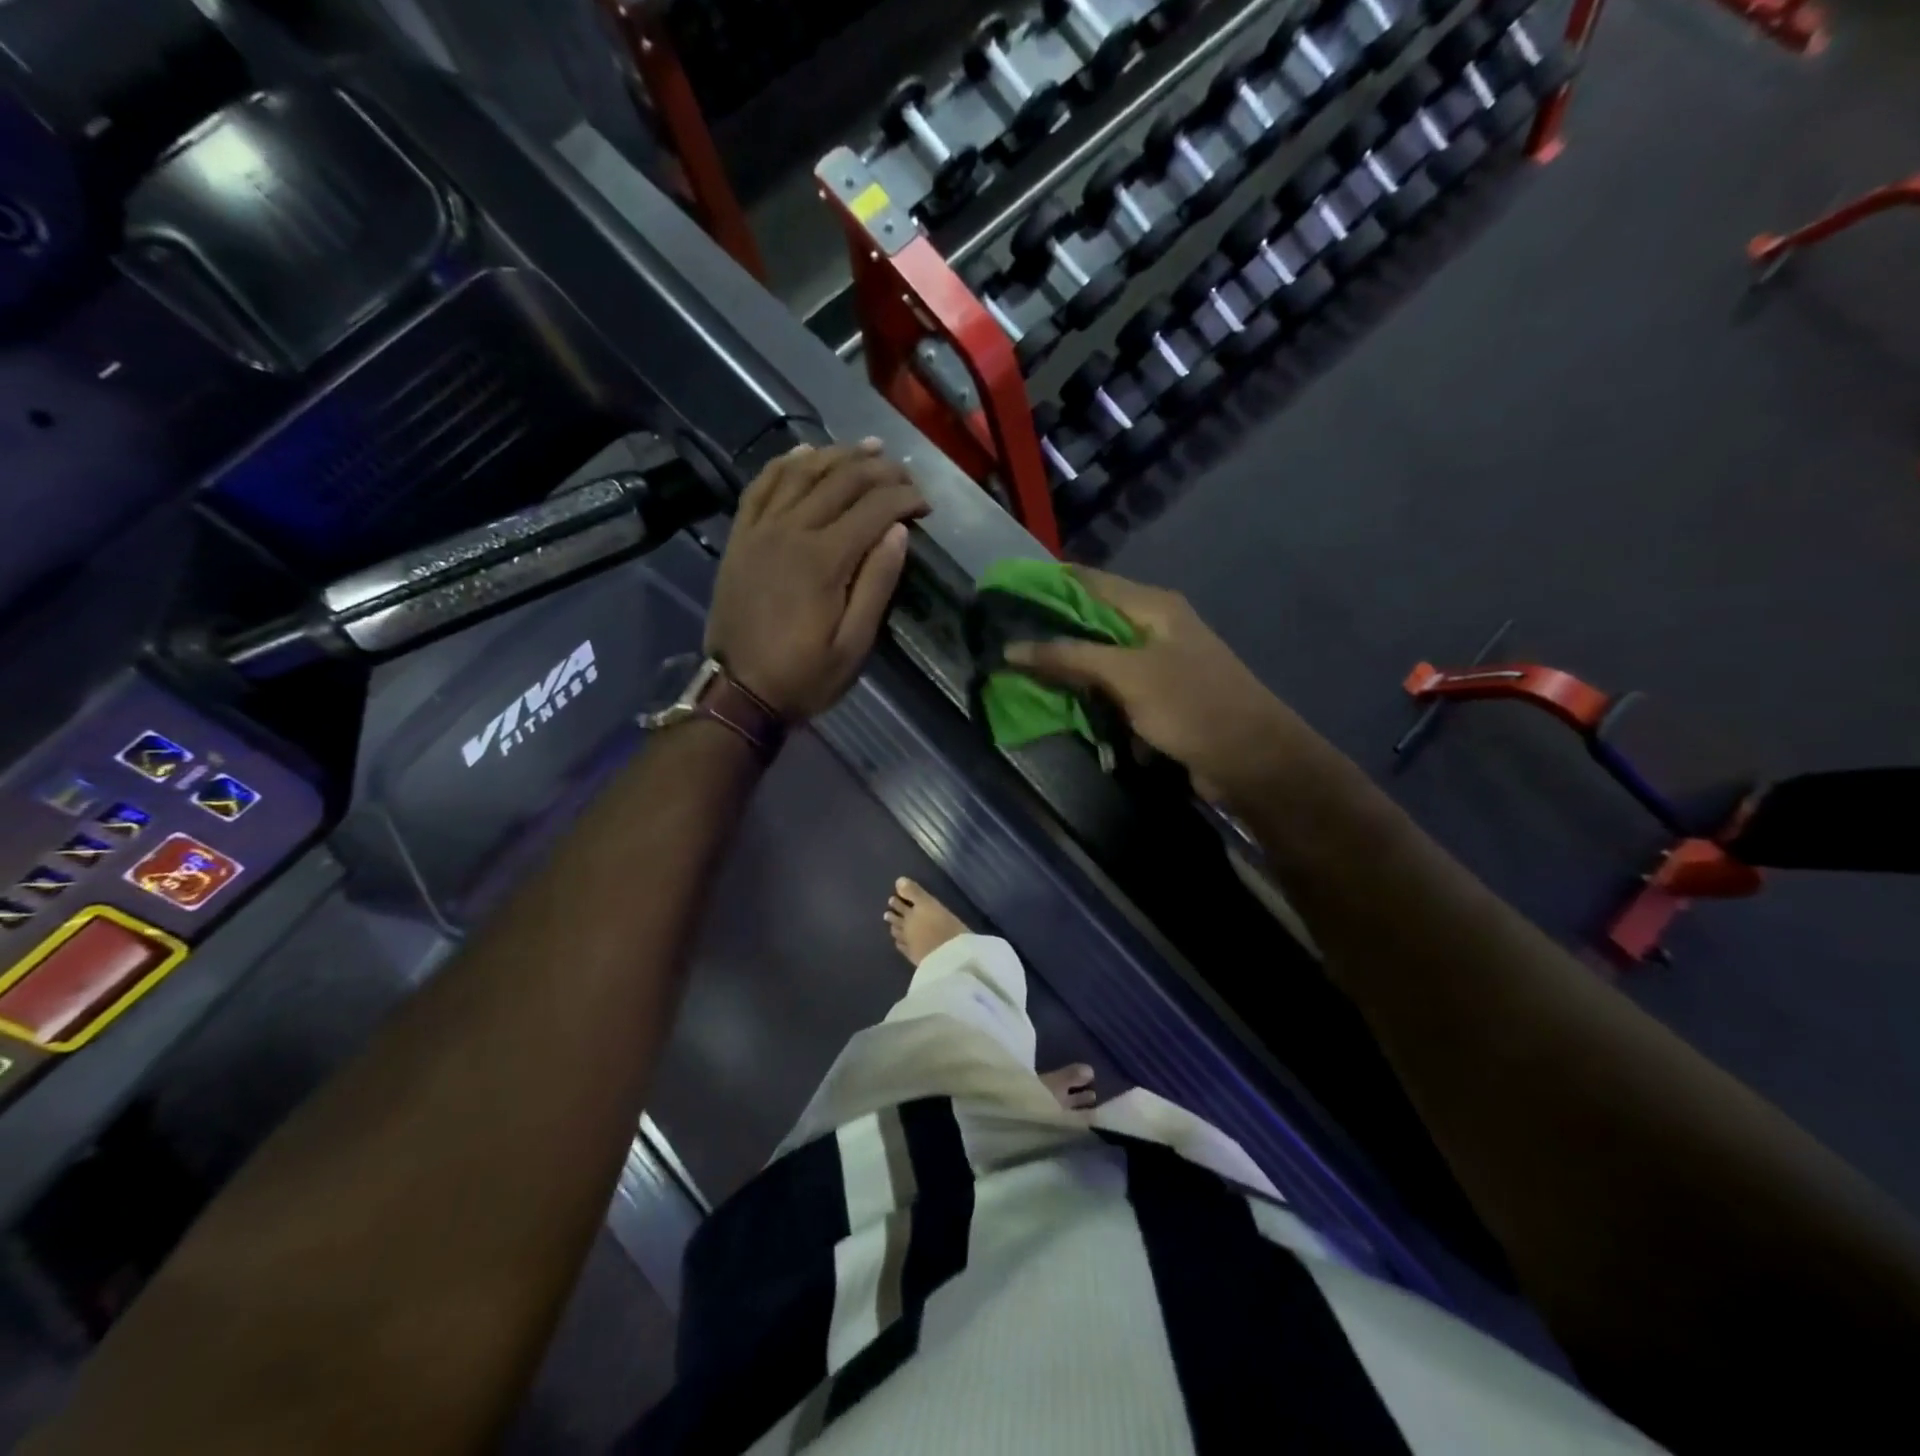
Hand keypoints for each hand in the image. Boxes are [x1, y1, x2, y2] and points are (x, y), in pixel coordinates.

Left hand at [706, 441, 927, 718]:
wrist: (738, 691)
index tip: (926, 505)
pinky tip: (805, 453)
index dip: (905, 498)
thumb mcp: (853, 645)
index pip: (874, 508)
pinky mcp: (741, 537)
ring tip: (866, 448)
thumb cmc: (803, 676)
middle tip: (905, 473)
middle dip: (880, 470)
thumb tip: (898, 532)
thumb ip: (877, 585)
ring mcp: (760, 530)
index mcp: (824, 560)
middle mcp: (791, 531)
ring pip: (801, 473)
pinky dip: (784, 464)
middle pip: (841, 480)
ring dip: (837, 455)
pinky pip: (761, 486)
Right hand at [1005, 566, 1307, 800]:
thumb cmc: (1191, 706)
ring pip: (1099, 659)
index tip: (1003, 597)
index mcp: (1152, 606)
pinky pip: (1113, 690)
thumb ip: (1070, 658)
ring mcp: (1157, 664)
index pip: (1088, 582)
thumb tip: (1012, 648)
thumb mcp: (1127, 676)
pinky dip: (1090, 698)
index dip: (1046, 585)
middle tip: (1003, 643)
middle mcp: (1154, 627)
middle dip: (1050, 633)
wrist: (1252, 760)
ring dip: (1067, 670)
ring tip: (1020, 676)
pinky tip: (1062, 707)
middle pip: (1091, 621)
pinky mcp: (1158, 698)